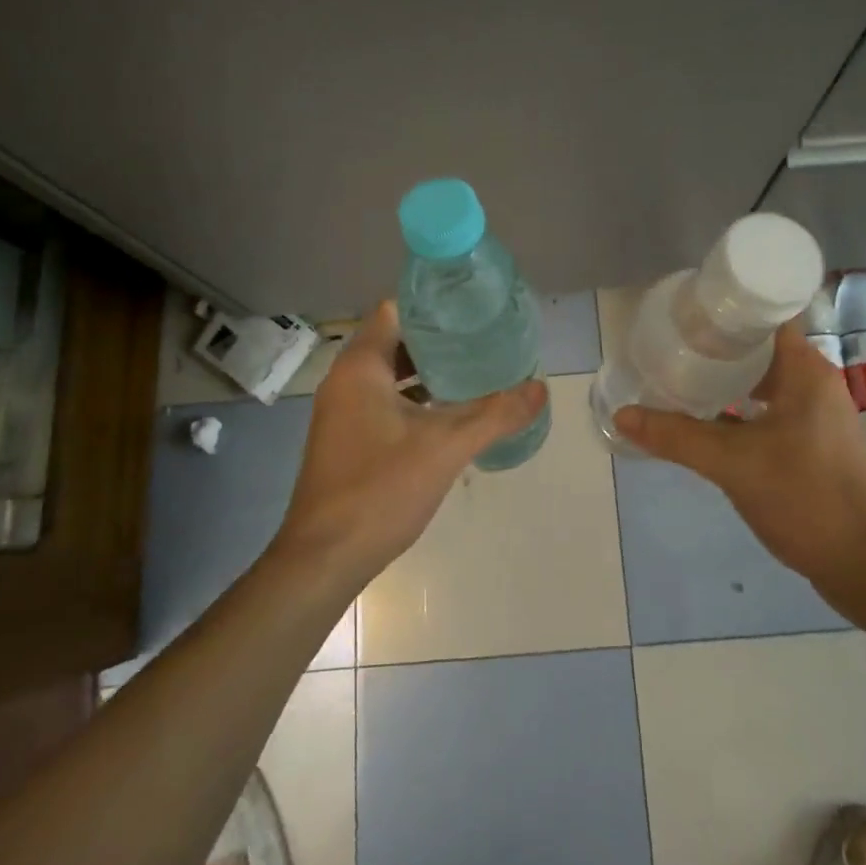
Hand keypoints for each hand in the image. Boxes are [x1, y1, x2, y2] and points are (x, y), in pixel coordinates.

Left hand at [271, 300, 547, 588]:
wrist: (324, 558)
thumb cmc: (380, 490)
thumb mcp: (446, 448)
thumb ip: (496, 414)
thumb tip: (541, 388)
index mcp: (361, 367)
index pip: (395, 310)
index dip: (433, 306)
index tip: (471, 312)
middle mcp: (345, 380)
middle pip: (394, 340)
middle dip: (437, 340)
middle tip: (482, 341)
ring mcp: (342, 411)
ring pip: (389, 374)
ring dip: (426, 371)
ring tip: (474, 372)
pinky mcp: (345, 437)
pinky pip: (382, 401)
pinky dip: (413, 399)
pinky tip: (447, 415)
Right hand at [613, 322, 865, 590]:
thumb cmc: (807, 498)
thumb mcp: (734, 464)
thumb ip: (677, 437)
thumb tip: (622, 415)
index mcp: (805, 371)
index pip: (762, 318)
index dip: (722, 312)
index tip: (681, 315)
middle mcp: (815, 384)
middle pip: (758, 351)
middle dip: (714, 349)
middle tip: (669, 349)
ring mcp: (817, 417)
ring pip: (762, 385)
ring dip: (725, 383)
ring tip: (679, 381)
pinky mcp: (814, 446)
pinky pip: (768, 413)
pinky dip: (738, 413)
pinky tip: (706, 425)